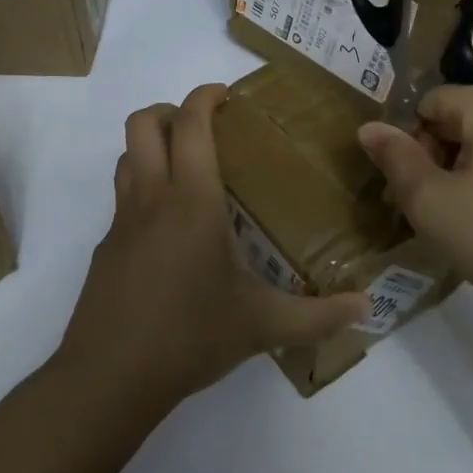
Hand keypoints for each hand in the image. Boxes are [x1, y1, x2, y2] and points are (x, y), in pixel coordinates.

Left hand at [57, 84, 366, 403]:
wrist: (109, 377)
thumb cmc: (189, 336)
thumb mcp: (262, 325)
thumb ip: (318, 315)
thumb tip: (367, 308)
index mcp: (191, 200)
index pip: (190, 123)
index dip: (205, 96)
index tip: (227, 95)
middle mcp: (151, 198)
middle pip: (142, 124)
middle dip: (171, 111)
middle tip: (205, 130)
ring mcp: (121, 223)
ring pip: (126, 157)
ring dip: (152, 148)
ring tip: (190, 172)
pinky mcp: (106, 249)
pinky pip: (122, 200)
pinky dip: (144, 192)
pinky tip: (172, 234)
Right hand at [356, 80, 472, 336]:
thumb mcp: (433, 203)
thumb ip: (395, 159)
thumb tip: (368, 128)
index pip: (428, 106)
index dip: (411, 148)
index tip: (416, 195)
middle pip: (461, 120)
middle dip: (440, 161)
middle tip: (438, 213)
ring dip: (470, 174)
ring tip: (472, 224)